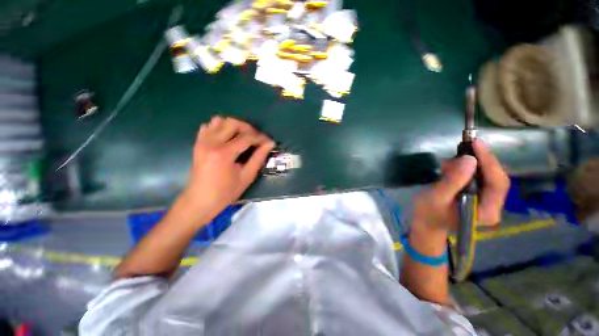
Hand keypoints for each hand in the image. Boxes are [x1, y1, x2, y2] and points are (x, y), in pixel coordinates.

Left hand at [181, 116, 274, 221]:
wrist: (200, 201)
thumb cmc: (225, 192)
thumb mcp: (246, 176)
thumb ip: (258, 157)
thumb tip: (269, 144)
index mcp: (224, 153)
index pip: (247, 137)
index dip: (261, 138)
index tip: (269, 142)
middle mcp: (211, 143)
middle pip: (233, 123)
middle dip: (248, 128)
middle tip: (256, 139)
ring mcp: (202, 142)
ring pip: (219, 120)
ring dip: (234, 126)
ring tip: (242, 137)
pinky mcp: (198, 143)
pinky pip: (209, 126)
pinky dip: (220, 128)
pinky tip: (227, 139)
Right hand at [412, 139, 509, 233]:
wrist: (425, 223)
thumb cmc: (428, 213)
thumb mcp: (436, 197)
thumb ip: (452, 181)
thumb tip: (469, 159)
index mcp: (486, 212)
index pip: (497, 184)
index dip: (489, 162)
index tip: (476, 144)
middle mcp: (493, 207)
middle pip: (495, 178)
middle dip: (480, 161)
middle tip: (461, 150)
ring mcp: (487, 201)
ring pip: (487, 176)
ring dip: (469, 165)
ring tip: (447, 164)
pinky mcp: (478, 196)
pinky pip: (478, 177)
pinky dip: (465, 169)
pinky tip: (450, 168)